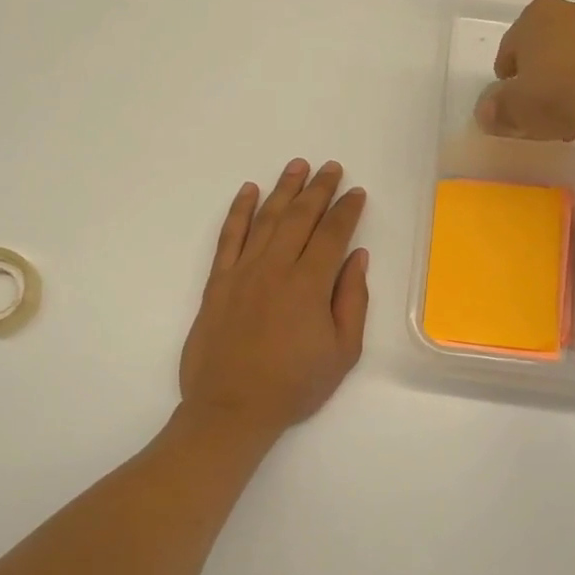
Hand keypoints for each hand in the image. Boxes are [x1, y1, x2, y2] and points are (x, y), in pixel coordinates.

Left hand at [178, 159, 369, 436]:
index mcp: (309, 285)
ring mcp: (242, 272)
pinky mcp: (217, 282)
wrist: (231, 408)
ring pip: (266, 219)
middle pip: (300, 217)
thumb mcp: (342, 353)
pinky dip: (239, 211)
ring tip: (297, 166)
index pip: (332, 234)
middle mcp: (275, 268)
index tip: (356, 193)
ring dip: (283, 189)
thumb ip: (352, 300)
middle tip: (331, 167)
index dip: (346, 210)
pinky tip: (249, 191)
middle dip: (318, 189)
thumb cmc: (294, 385)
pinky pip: (228, 237)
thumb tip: (357, 257)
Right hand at [476, 0, 574, 140]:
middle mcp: (572, 10)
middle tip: (538, 103)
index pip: (511, 45)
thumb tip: (486, 112)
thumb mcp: (513, 108)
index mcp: (536, 14)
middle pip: (548, 43)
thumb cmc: (554, 94)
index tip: (508, 96)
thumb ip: (496, 109)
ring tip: (567, 112)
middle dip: (542, 70)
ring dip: (570, 75)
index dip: (507, 74)